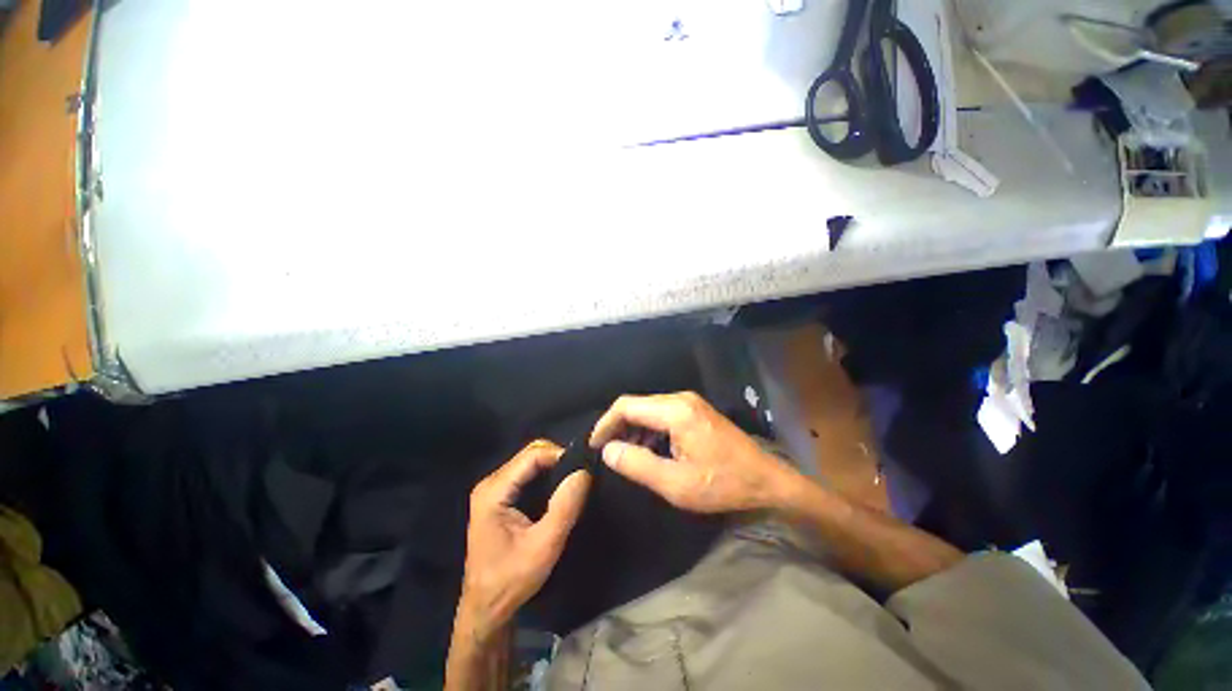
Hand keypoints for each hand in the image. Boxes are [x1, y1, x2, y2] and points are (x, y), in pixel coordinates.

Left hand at [457, 440, 590, 639]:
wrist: (486, 608)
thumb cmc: (511, 580)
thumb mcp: (544, 546)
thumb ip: (564, 507)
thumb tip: (584, 472)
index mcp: (494, 491)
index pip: (532, 455)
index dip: (560, 455)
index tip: (583, 469)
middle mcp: (490, 483)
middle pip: (530, 454)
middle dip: (558, 459)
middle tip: (580, 476)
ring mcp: (493, 489)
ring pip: (529, 462)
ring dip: (553, 467)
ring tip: (574, 482)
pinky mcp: (499, 497)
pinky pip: (526, 473)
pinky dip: (546, 475)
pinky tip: (559, 490)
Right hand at [590, 392, 796, 513]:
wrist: (766, 480)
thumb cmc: (722, 484)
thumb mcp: (676, 484)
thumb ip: (638, 465)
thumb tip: (608, 451)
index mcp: (675, 411)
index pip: (626, 406)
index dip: (605, 424)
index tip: (594, 446)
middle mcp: (680, 399)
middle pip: (636, 405)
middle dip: (617, 426)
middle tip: (606, 452)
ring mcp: (690, 403)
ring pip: (648, 409)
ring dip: (632, 428)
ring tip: (624, 454)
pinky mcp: (695, 410)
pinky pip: (662, 414)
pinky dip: (648, 429)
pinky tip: (647, 448)